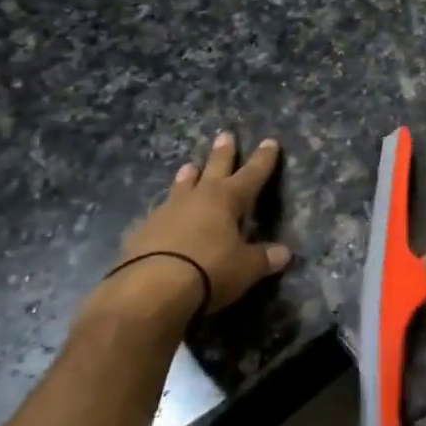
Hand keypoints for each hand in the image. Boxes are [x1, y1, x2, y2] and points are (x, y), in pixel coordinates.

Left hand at [102, 133, 290, 318]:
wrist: (150, 290)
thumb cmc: (209, 271)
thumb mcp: (245, 268)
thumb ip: (263, 258)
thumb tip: (283, 253)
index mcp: (226, 200)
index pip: (251, 175)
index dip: (263, 160)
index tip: (269, 141)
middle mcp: (196, 198)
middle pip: (213, 169)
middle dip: (223, 154)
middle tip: (225, 135)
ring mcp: (165, 213)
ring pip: (181, 187)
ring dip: (188, 177)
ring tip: (189, 166)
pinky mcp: (142, 232)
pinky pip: (159, 214)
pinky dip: (166, 211)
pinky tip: (162, 216)